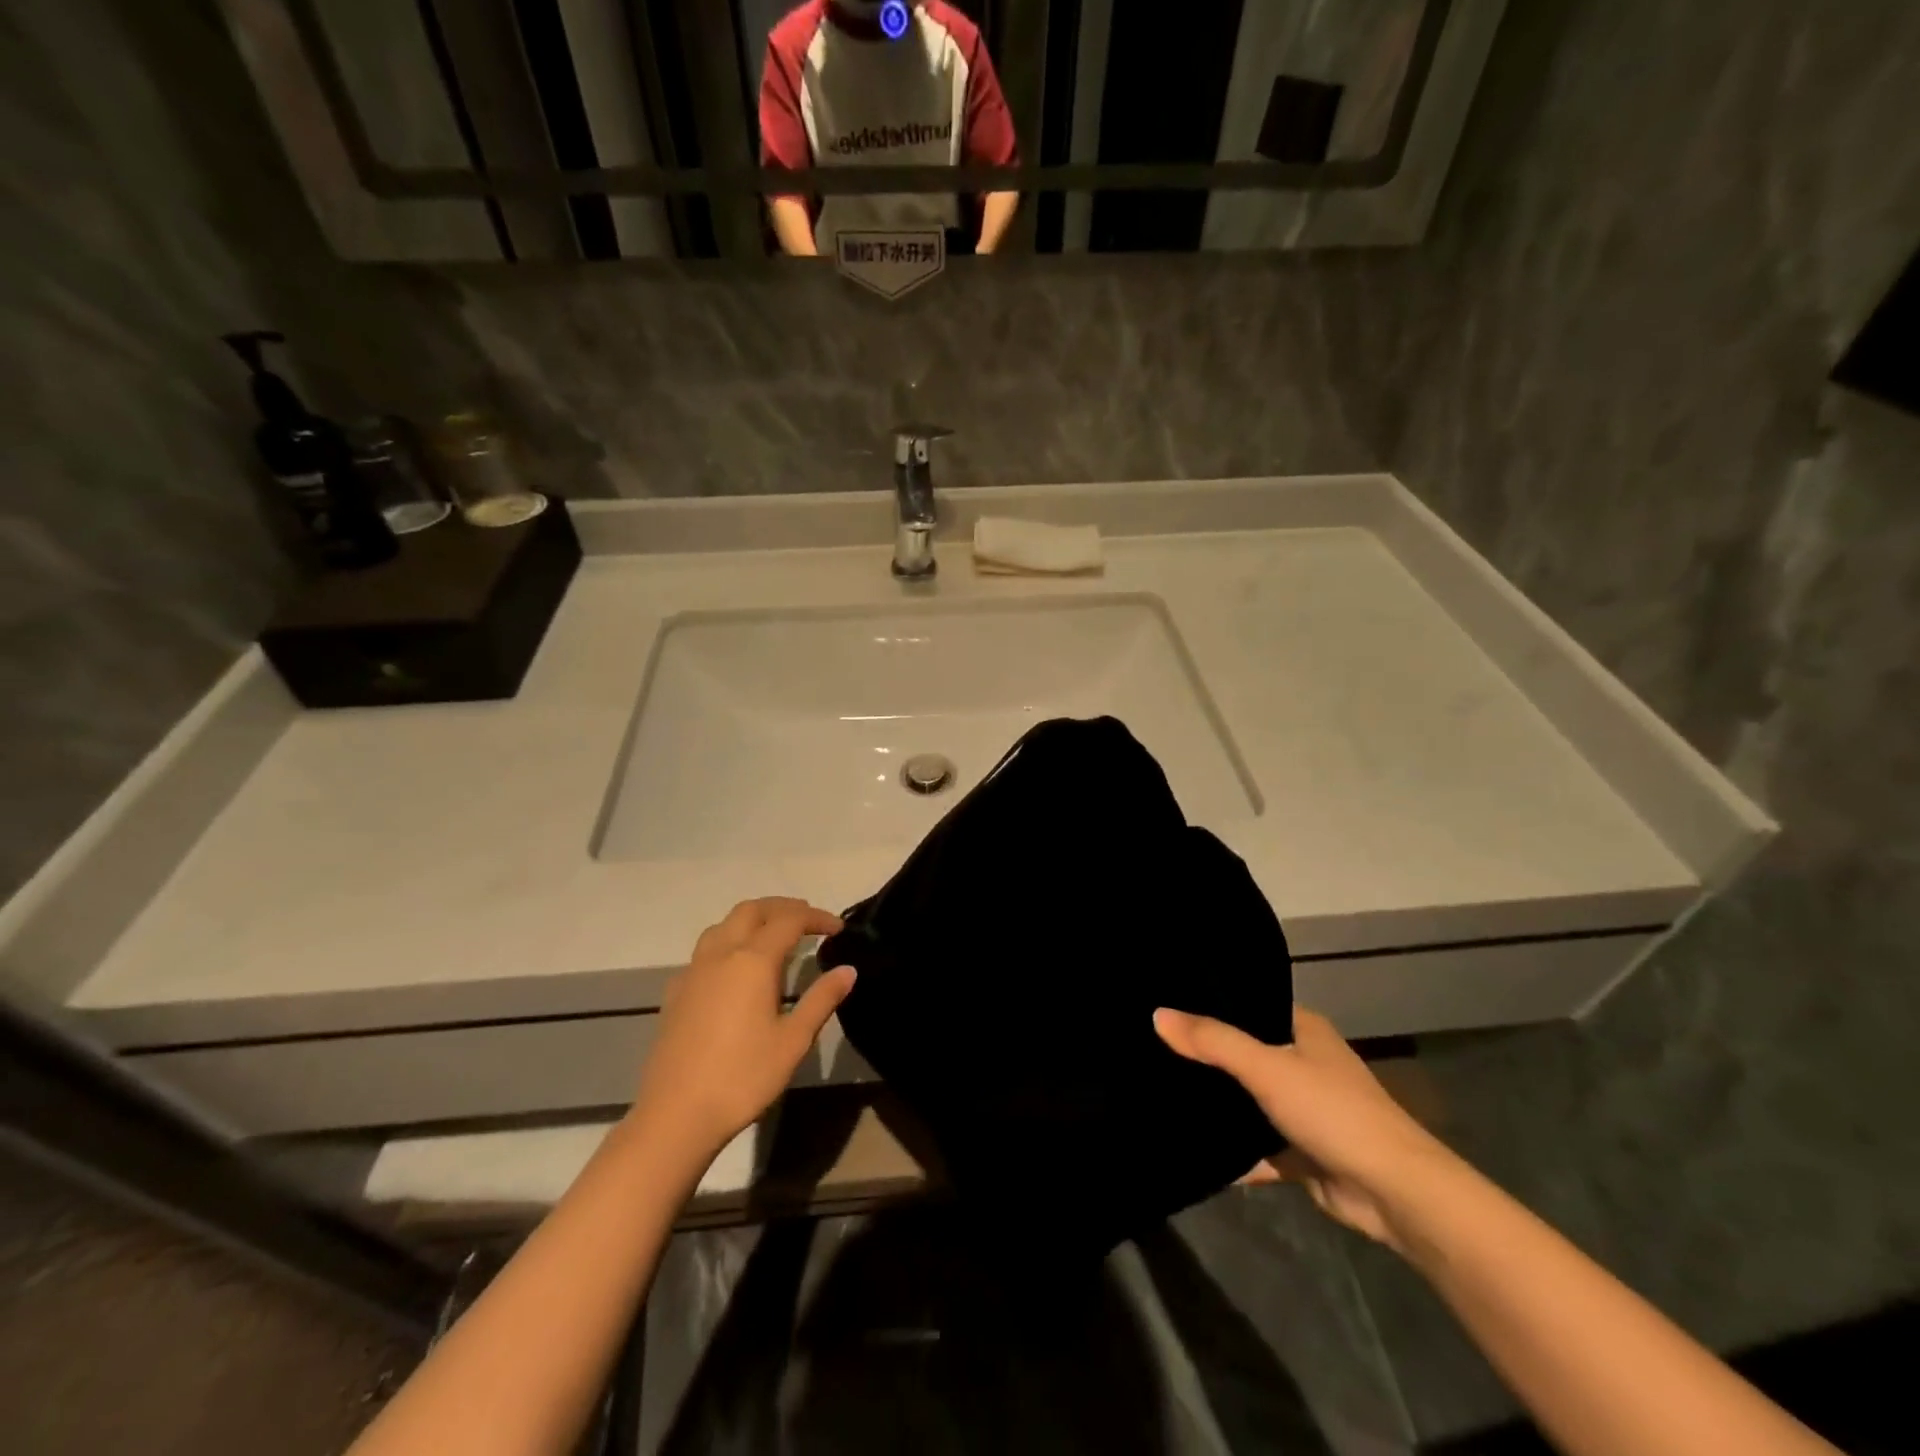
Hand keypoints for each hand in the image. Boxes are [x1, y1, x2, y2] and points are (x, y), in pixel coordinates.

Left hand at [631, 898, 855, 1162]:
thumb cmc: (742, 1077)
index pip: (789, 920)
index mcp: (752, 961)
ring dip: (752, 919)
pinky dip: (729, 942)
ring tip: (774, 935)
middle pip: (751, 910)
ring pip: (723, 925)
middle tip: (808, 920)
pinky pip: (705, 950)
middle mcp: (720, 954)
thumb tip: (848, 970)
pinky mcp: (676, 992)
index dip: (816, 917)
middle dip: (782, 908)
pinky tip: (736, 970)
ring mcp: (693, 972)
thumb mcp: (793, 1040)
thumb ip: (821, 999)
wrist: (675, 1115)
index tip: (838, 928)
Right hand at [1155, 1005, 1455, 1250]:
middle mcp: (1304, 1062)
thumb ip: (1212, 1042)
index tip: (1165, 1000)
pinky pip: (1257, 1146)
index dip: (1212, 1002)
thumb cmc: (1333, 1112)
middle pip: (1245, 1051)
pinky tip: (1190, 1147)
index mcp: (1304, 1030)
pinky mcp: (1302, 1152)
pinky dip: (1232, 1151)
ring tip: (1160, 1087)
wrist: (1395, 1194)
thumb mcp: (1267, 1067)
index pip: (1250, 1003)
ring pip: (1249, 1100)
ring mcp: (1304, 1109)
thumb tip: (1157, 1014)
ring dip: (1218, 1102)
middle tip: (1150, 1044)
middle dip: (1206, 1054)